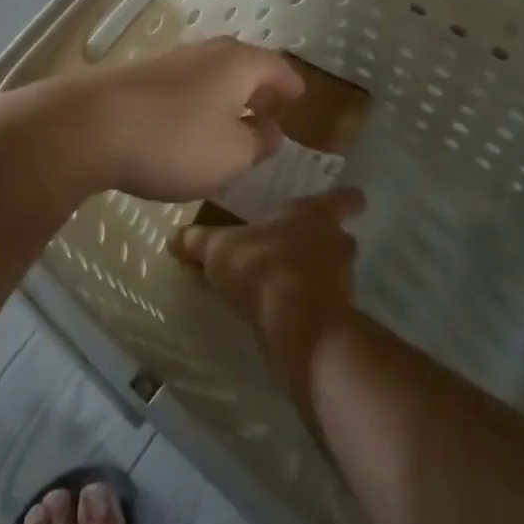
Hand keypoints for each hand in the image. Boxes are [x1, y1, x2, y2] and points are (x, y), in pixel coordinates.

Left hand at [68, 36, 306, 200]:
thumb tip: (270, 130)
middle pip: (244, 65)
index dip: (291, 86)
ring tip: (231, 124)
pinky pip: (184, 87)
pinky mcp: (141, 77)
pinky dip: (198, 103)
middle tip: (268, 113)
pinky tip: (189, 128)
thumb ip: (259, 142)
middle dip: (259, 89)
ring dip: (227, 97)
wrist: (90, 126)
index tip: (300, 100)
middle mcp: (207, 52)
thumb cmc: (176, 141)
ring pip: (212, 75)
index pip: (278, 68)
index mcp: (239, 63)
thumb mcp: (233, 154)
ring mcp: (171, 61)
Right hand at [174, 189, 361, 403]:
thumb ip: (198, 241)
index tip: (338, 204)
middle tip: (292, 248)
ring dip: (314, 276)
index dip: (344, 200)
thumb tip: (176, 237)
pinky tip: (283, 313)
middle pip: (339, 236)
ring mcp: (344, 281)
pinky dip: (308, 306)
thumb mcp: (218, 249)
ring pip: (334, 271)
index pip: (347, 198)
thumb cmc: (261, 266)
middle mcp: (337, 241)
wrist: (295, 325)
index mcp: (315, 212)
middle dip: (320, 242)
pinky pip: (324, 304)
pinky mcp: (339, 316)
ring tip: (283, 284)